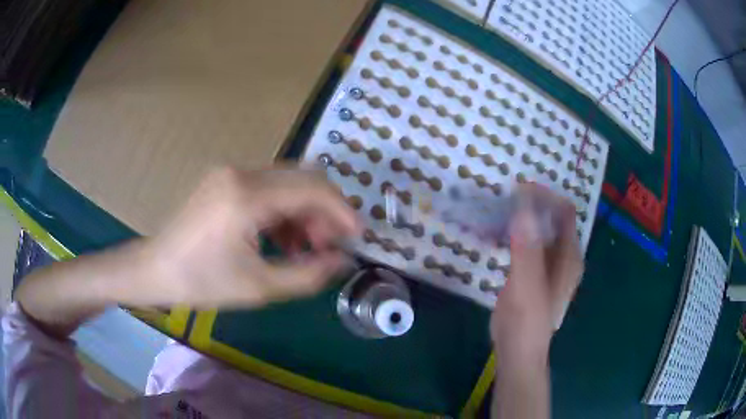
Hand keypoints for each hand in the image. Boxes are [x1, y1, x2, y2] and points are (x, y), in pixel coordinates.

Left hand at [140, 166, 360, 308]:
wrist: (155, 269)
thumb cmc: (202, 282)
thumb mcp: (259, 287)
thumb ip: (308, 274)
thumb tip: (343, 261)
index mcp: (246, 196)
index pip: (312, 188)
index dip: (342, 210)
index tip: (357, 235)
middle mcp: (240, 172)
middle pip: (303, 178)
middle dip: (325, 211)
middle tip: (330, 246)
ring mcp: (230, 173)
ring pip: (286, 182)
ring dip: (304, 211)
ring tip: (306, 247)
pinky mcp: (224, 180)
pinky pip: (267, 188)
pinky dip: (283, 211)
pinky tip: (282, 239)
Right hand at [491, 184, 583, 359]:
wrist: (518, 350)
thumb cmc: (526, 323)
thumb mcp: (527, 287)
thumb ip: (526, 250)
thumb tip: (523, 209)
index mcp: (569, 255)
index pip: (563, 211)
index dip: (545, 196)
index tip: (518, 189)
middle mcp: (563, 255)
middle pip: (551, 217)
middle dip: (531, 204)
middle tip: (503, 199)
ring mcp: (548, 263)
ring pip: (538, 228)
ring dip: (521, 217)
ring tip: (496, 211)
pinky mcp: (534, 271)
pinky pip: (527, 242)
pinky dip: (514, 232)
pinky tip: (496, 234)